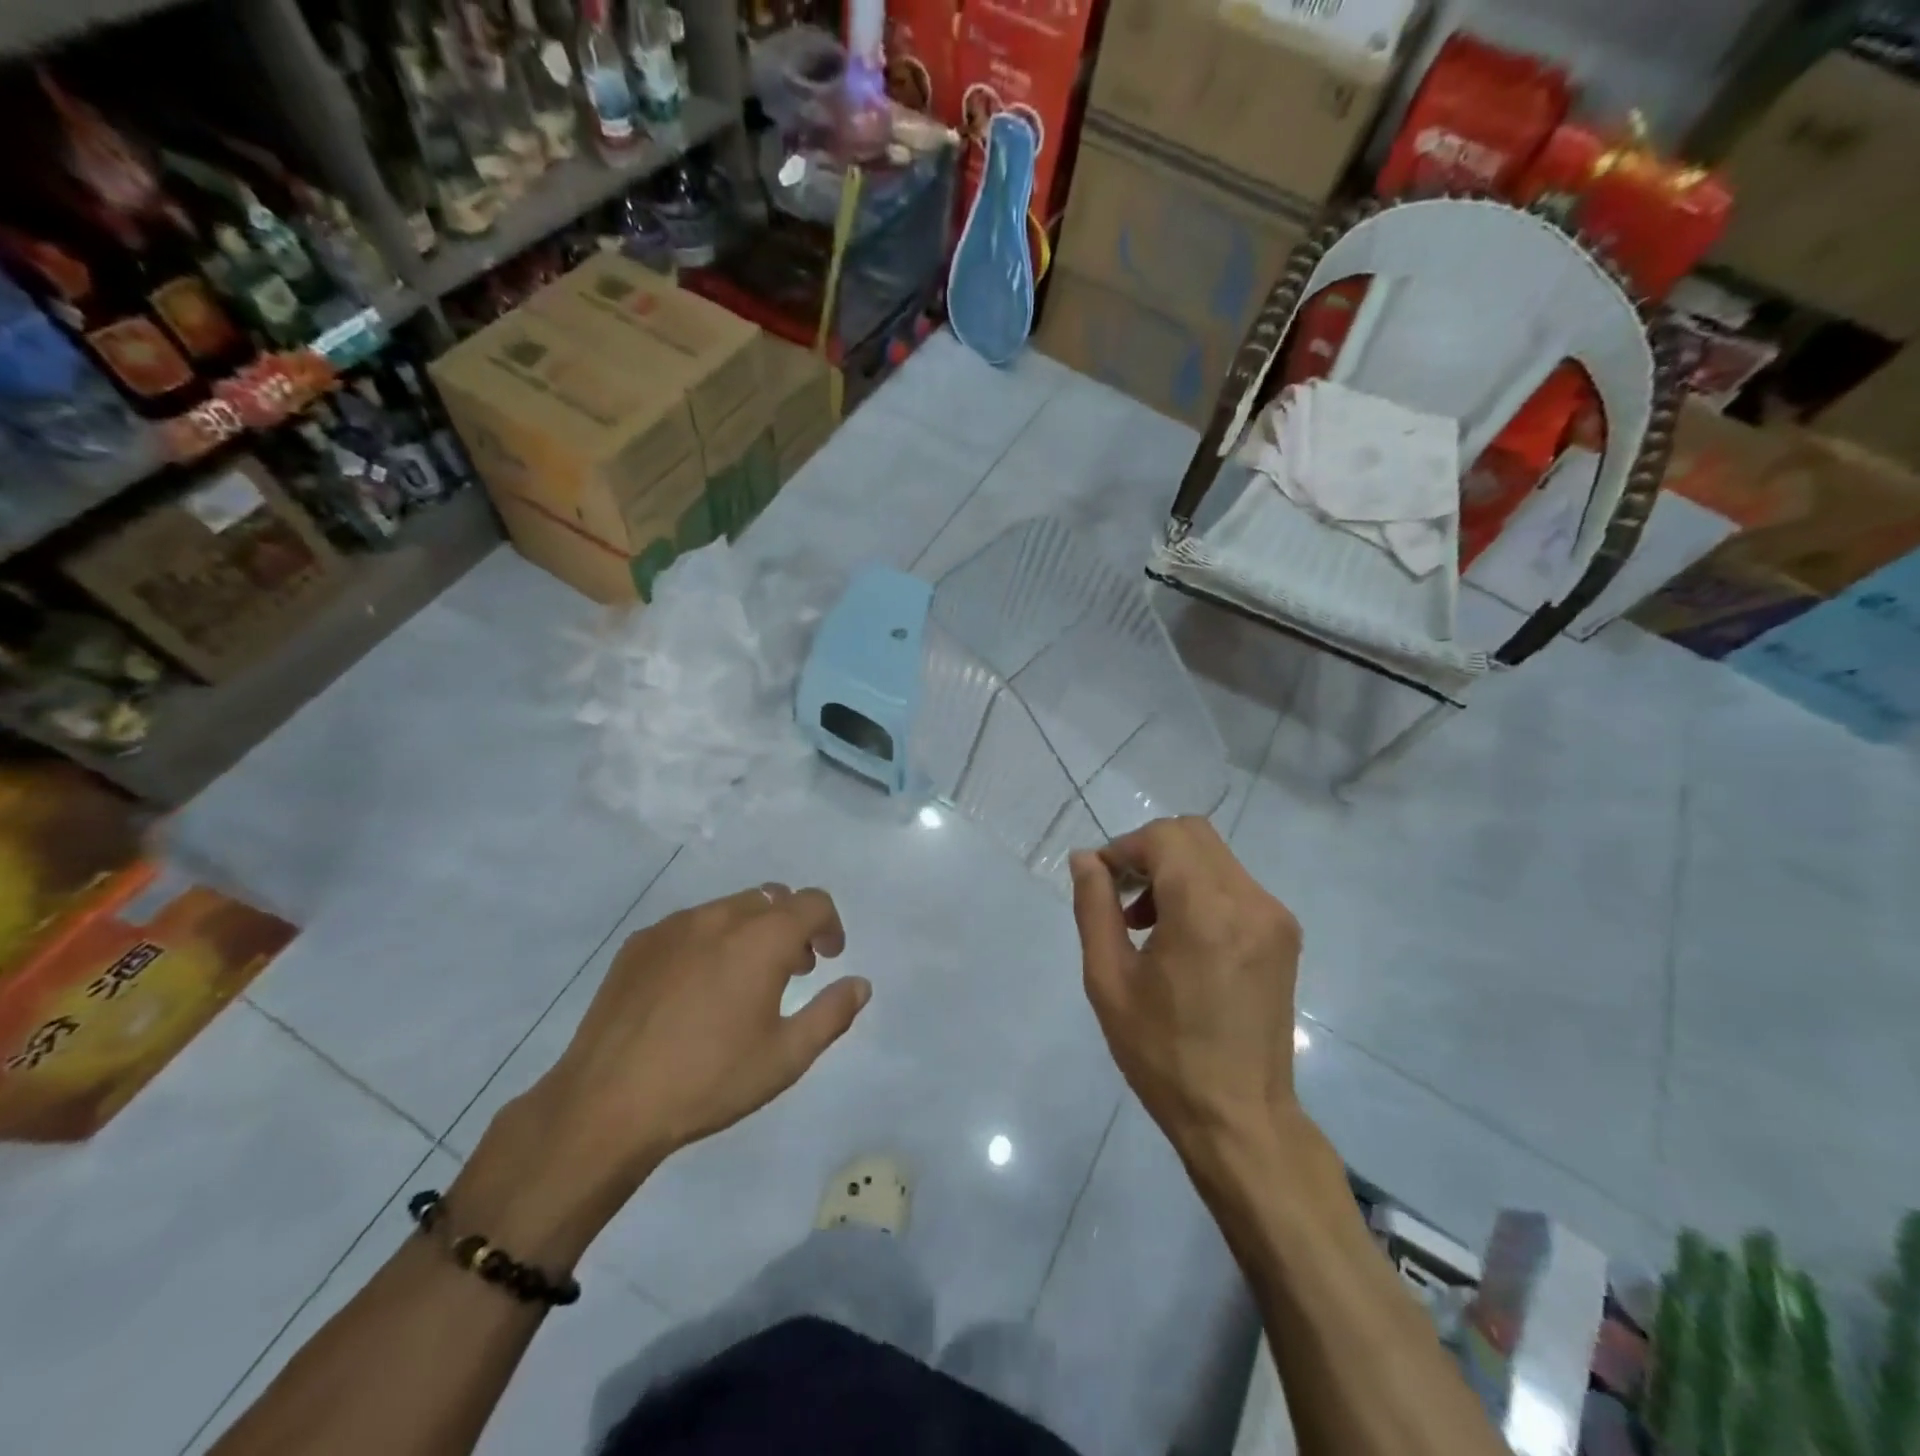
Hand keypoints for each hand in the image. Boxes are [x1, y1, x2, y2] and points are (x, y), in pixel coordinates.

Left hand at [459, 885, 868, 1263]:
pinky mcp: (639, 943)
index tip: (829, 958)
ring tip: (743, 980)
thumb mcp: (786, 1057)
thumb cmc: (709, 1081)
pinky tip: (694, 989)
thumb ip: (832, 1013)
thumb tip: (861, 984)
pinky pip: (690, 926)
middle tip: (791, 971)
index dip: (830, 925)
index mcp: (761, 938)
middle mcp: (720, 917)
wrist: (607, 1105)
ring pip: (729, 908)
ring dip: (751, 931)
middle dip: (792, 927)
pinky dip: (709, 941)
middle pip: (771, 899)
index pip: (812, 902)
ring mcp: (674, 926)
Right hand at [1070, 817, 1302, 1160]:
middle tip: (1121, 897)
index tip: (1101, 883)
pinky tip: (1181, 937)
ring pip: (1214, 857)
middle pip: (1193, 834)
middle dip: (1149, 851)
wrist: (1240, 1117)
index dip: (1125, 848)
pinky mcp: (1284, 935)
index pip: (1165, 836)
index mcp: (1205, 910)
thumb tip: (1086, 859)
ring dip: (1174, 870)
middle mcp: (1249, 900)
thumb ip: (1094, 908)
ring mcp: (1274, 917)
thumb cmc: (1163, 1054)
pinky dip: (1200, 889)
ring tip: (1145, 923)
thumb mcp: (1109, 980)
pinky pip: (1234, 885)